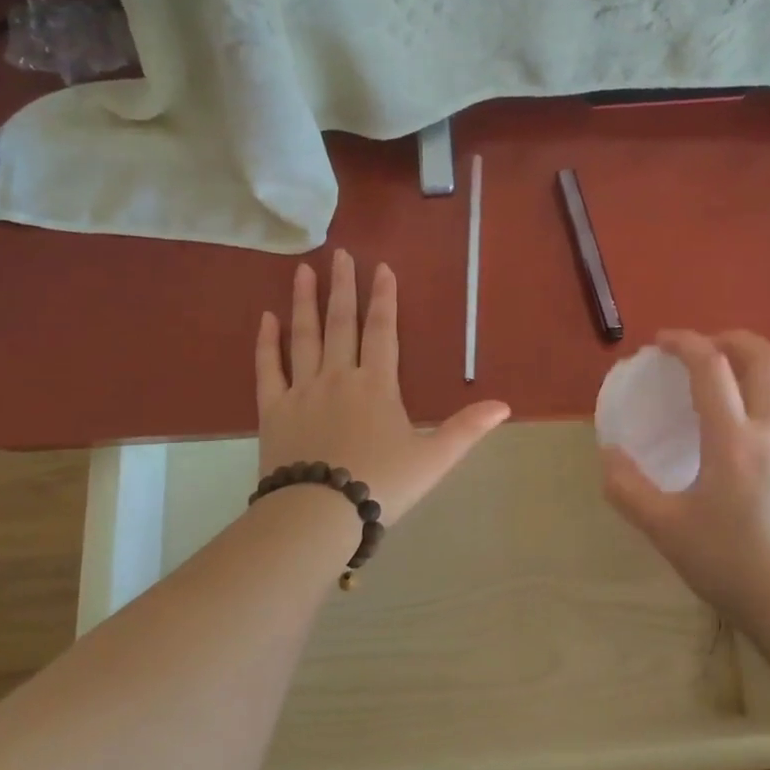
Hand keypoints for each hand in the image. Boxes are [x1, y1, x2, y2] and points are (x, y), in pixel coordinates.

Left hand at [256, 250, 509, 524]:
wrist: (318, 515)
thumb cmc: (381, 485)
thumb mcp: (433, 459)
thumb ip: (467, 429)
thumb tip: (504, 405)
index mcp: (377, 385)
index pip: (382, 330)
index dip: (383, 298)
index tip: (380, 268)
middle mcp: (338, 377)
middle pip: (341, 323)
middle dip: (342, 287)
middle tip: (338, 254)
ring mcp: (302, 391)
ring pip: (303, 337)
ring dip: (304, 303)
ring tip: (300, 270)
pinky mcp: (273, 410)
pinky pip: (268, 369)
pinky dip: (266, 343)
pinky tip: (265, 319)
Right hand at [600, 330, 769, 623]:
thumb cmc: (728, 563)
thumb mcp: (665, 529)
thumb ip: (628, 489)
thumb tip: (609, 454)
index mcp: (733, 440)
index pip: (712, 368)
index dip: (684, 343)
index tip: (660, 342)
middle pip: (766, 358)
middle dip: (731, 338)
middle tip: (699, 346)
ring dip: (753, 360)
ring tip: (722, 372)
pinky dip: (763, 390)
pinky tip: (740, 419)